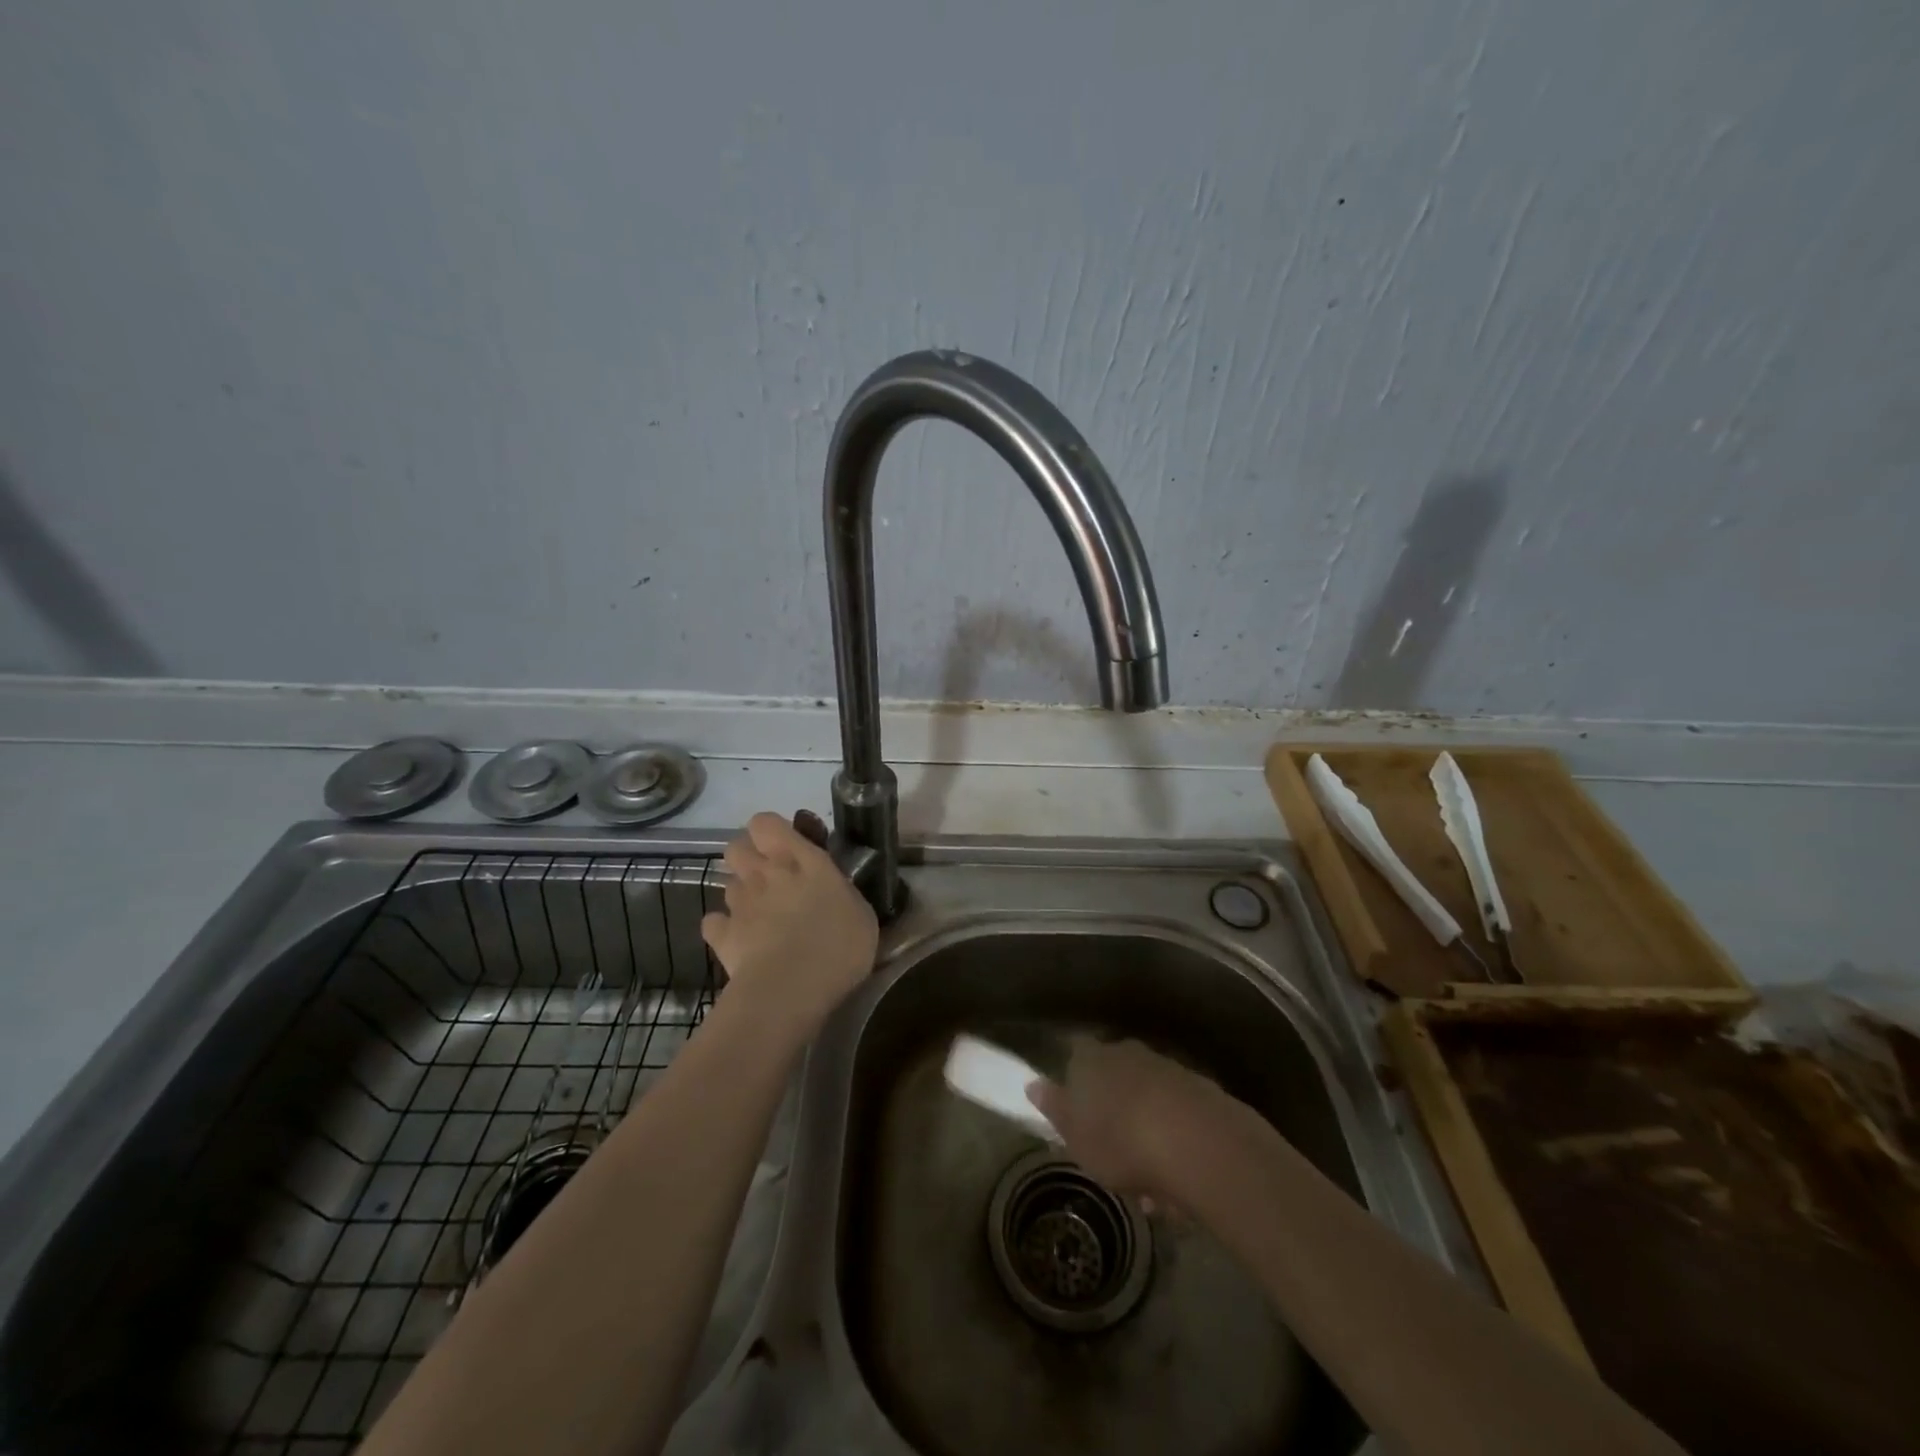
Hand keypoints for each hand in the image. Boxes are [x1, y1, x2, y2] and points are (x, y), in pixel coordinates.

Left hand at [701, 812, 878, 1040]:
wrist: (791, 989)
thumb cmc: (838, 946)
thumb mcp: (861, 913)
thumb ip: (842, 893)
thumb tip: (835, 891)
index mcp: (801, 860)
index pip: (766, 823)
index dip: (771, 832)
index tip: (788, 848)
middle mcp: (765, 873)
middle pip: (737, 847)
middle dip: (749, 857)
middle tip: (772, 877)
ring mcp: (740, 903)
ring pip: (728, 883)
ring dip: (742, 893)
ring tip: (762, 915)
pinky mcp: (722, 936)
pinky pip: (714, 922)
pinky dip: (724, 928)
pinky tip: (740, 940)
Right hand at [1027, 1037, 1235, 1199]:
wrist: (1199, 1142)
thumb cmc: (1120, 1140)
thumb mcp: (1076, 1136)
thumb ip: (1054, 1108)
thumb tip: (1033, 1084)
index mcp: (1090, 1058)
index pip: (1074, 1054)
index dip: (1074, 1081)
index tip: (1076, 1113)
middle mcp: (1126, 1052)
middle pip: (1113, 1076)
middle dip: (1113, 1111)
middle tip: (1112, 1157)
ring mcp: (1165, 1066)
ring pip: (1146, 1097)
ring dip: (1145, 1131)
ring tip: (1150, 1187)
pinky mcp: (1199, 1088)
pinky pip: (1176, 1113)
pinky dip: (1173, 1139)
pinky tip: (1177, 1180)